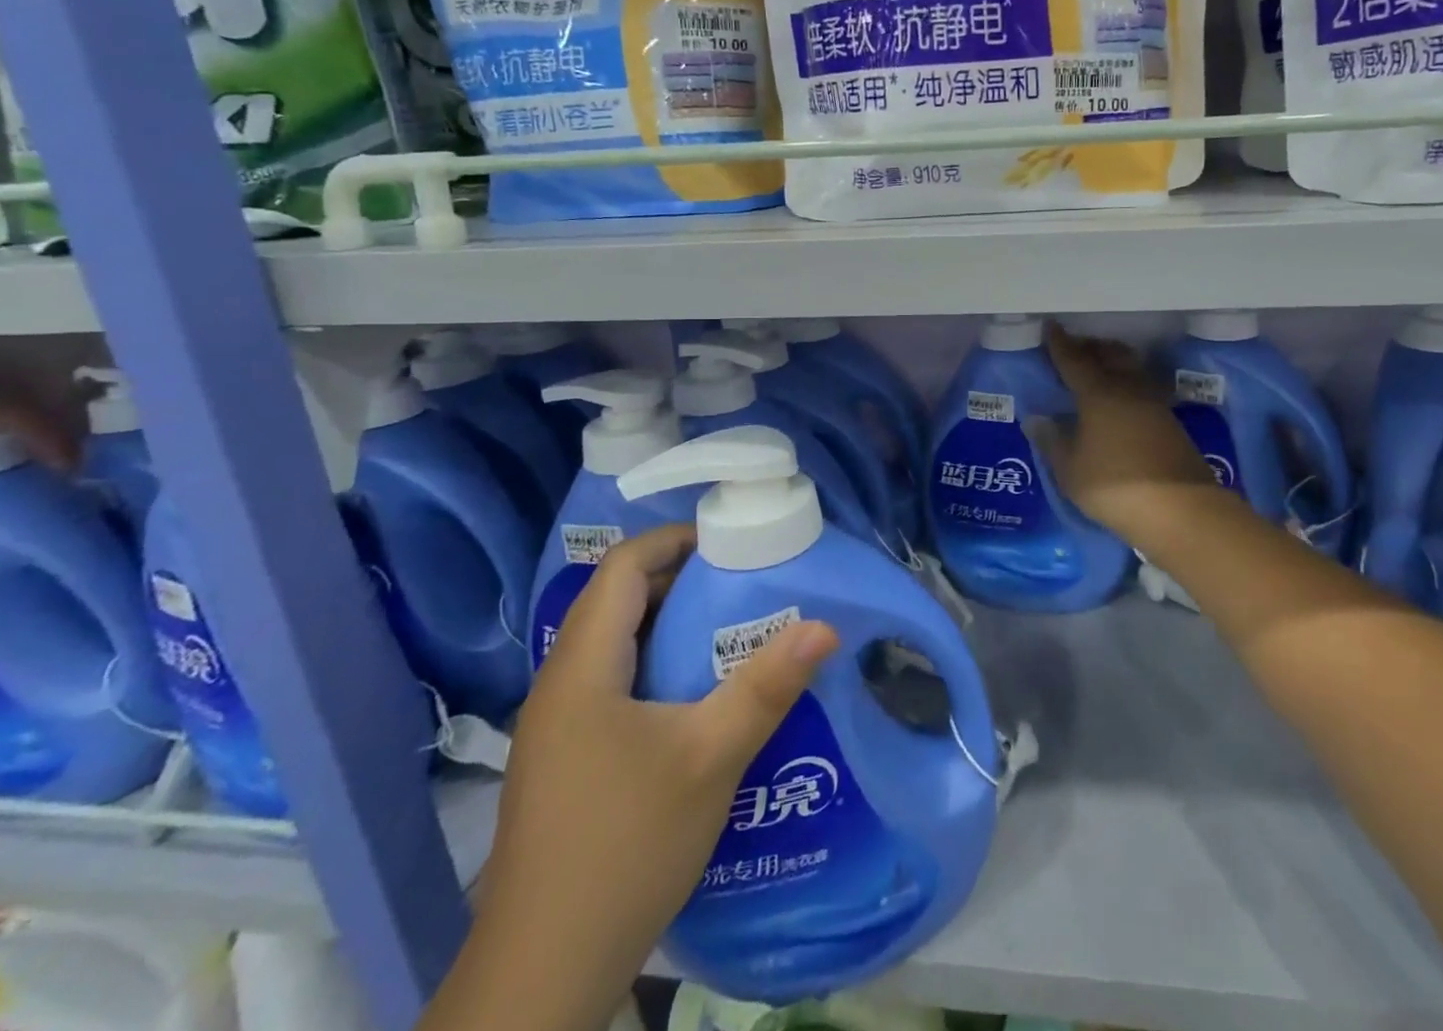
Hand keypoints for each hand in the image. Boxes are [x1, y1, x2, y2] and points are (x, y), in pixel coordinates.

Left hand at [444, 526, 838, 1030]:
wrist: (541, 977)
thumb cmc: (624, 847)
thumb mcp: (710, 757)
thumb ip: (767, 686)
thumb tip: (825, 625)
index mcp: (582, 668)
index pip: (622, 567)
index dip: (674, 540)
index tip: (732, 541)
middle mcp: (561, 686)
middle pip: (620, 602)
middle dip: (684, 582)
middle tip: (748, 584)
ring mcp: (559, 728)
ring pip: (618, 647)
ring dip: (673, 628)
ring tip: (735, 632)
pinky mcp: (567, 762)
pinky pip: (616, 687)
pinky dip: (660, 670)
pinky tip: (701, 700)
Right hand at [1036, 324, 1228, 544]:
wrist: (1180, 509)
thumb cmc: (1114, 486)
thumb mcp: (1070, 469)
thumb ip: (1052, 441)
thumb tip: (1037, 418)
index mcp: (1098, 393)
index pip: (1074, 360)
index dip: (1059, 343)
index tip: (1050, 326)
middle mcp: (1127, 388)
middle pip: (1109, 354)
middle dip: (1090, 346)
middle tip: (1074, 346)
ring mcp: (1153, 403)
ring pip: (1130, 367)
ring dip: (1113, 359)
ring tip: (1099, 365)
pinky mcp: (1170, 421)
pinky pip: (1143, 387)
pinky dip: (1128, 381)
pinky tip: (1122, 397)